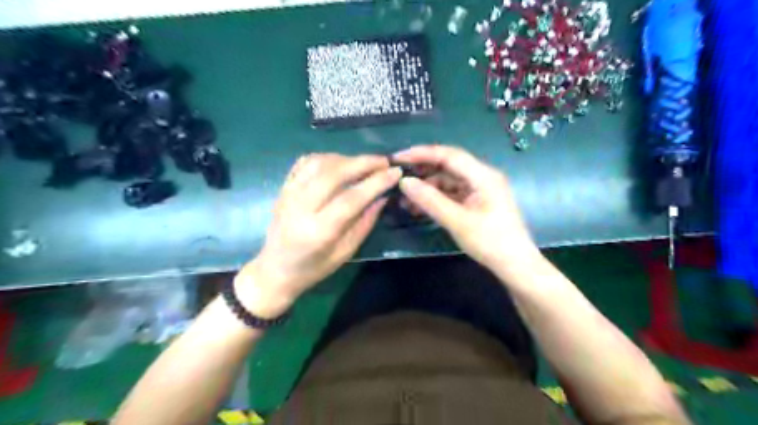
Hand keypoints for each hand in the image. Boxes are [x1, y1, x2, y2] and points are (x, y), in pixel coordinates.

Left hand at [236, 154, 401, 315]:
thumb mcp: (345, 252)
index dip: (376, 182)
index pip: (351, 198)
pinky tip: (339, 163)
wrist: (275, 269)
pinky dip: (326, 158)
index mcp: (319, 231)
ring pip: (319, 163)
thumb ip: (365, 222)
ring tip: (364, 163)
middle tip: (384, 161)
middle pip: (334, 174)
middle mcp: (301, 207)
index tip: (395, 172)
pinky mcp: (283, 188)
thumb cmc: (313, 268)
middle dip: (363, 163)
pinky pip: (305, 162)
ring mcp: (289, 194)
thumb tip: (383, 196)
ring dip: (346, 158)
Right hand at [394, 147, 540, 275]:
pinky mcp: (476, 202)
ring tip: (404, 200)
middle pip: (448, 166)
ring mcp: (479, 190)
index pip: (448, 155)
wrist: (515, 266)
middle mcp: (482, 177)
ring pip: (448, 181)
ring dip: (427, 188)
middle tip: (397, 178)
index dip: (421, 153)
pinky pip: (452, 194)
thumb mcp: (457, 221)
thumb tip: (404, 182)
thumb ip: (430, 200)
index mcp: (483, 176)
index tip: (398, 158)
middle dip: (422, 171)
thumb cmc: (490, 242)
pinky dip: (436, 199)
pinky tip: (419, 208)